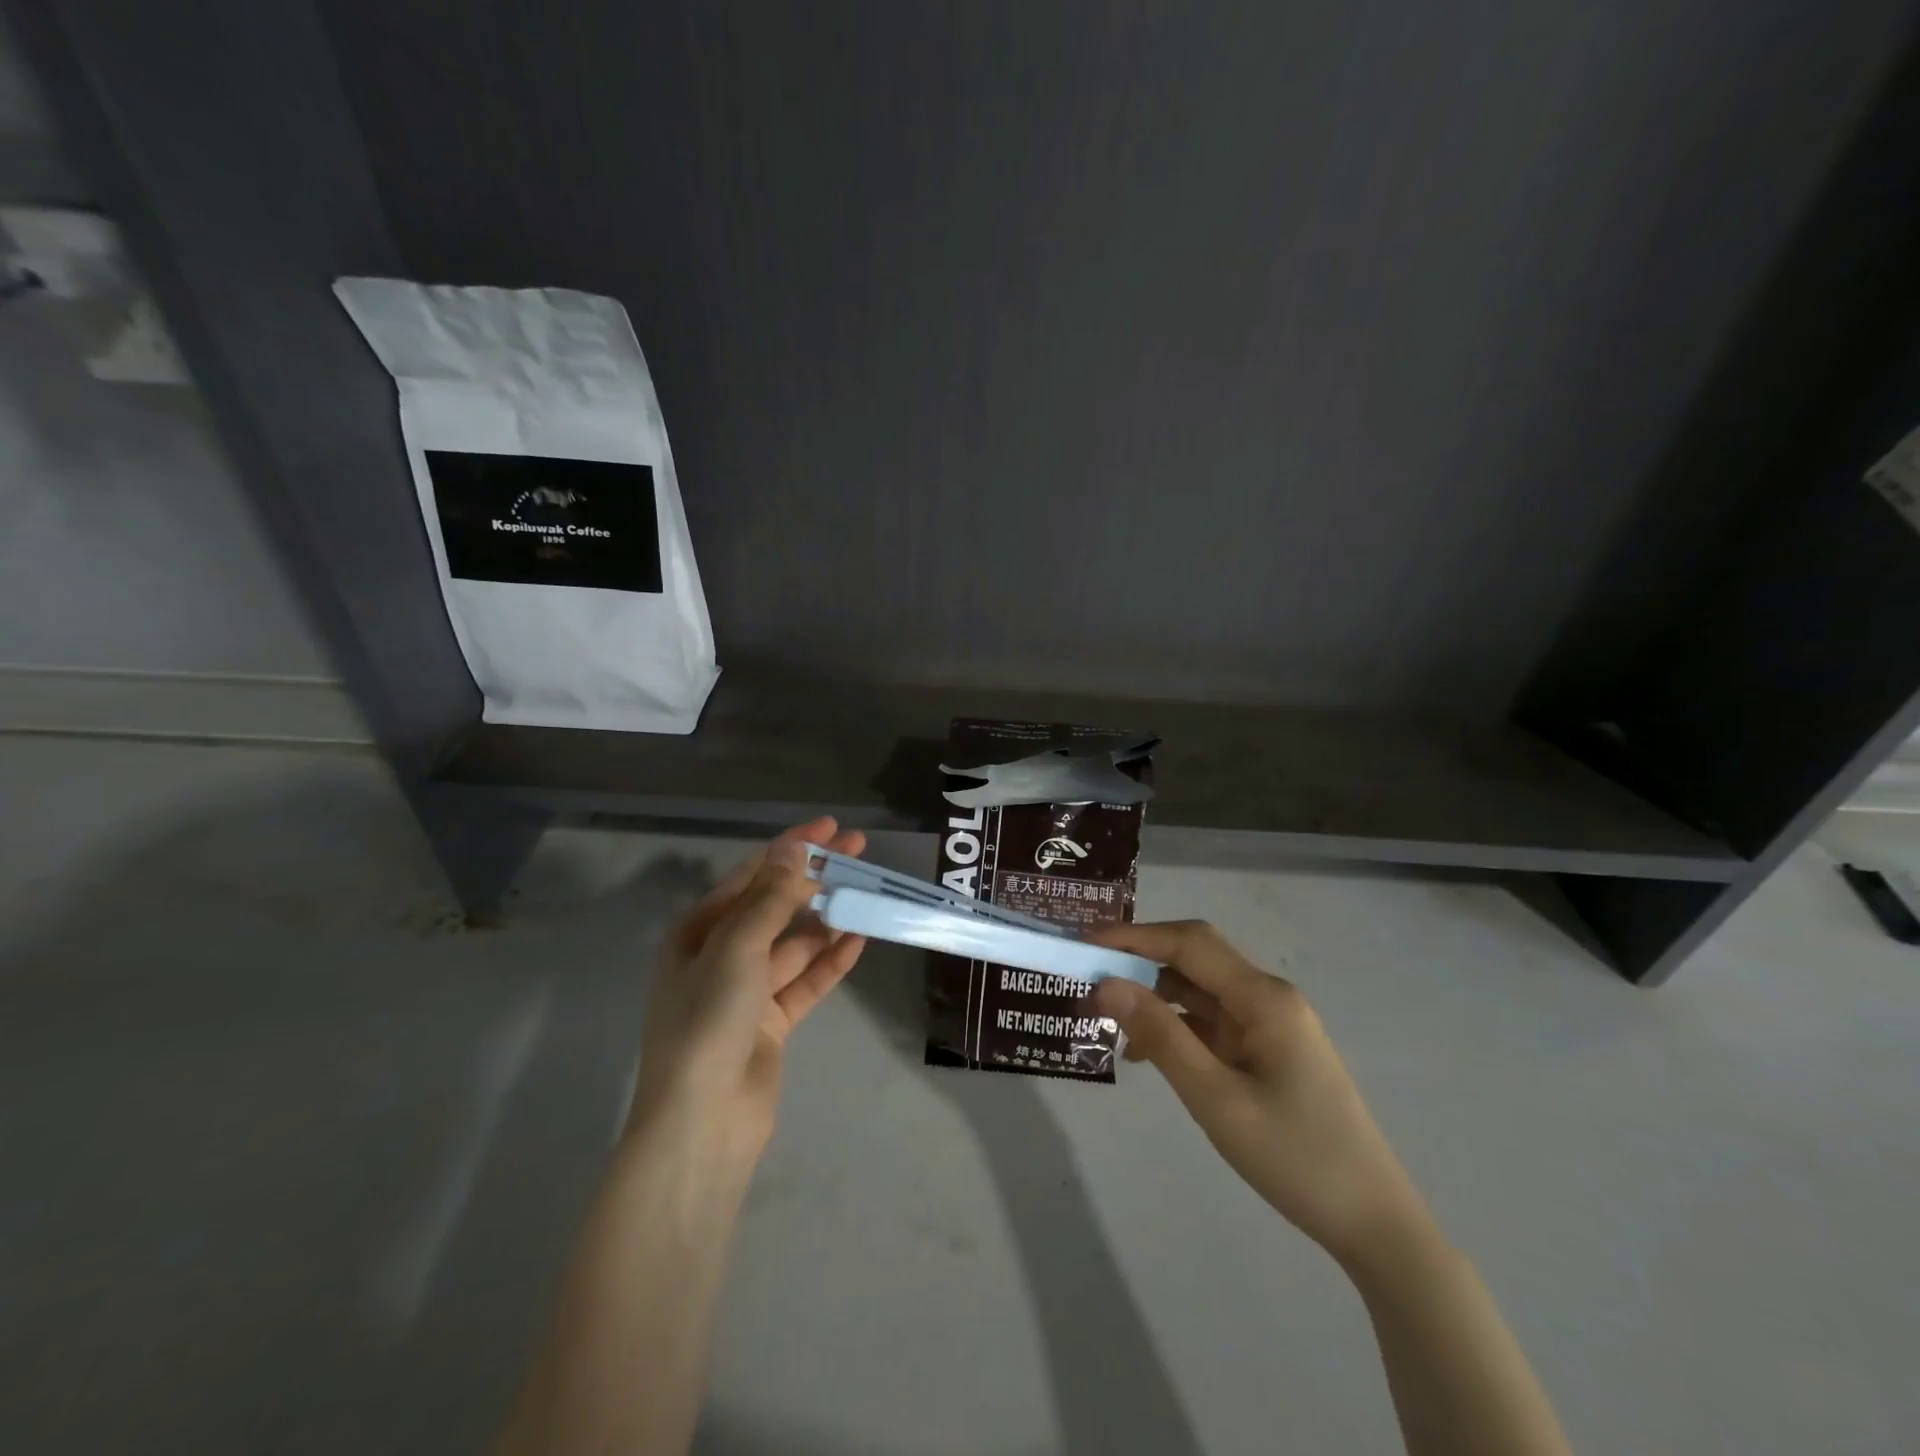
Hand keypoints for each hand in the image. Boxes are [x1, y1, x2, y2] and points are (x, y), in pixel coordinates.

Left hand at [629, 818, 867, 1161]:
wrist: (702, 1121)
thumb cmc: (709, 1020)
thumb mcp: (737, 947)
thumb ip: (770, 897)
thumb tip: (793, 846)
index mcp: (700, 930)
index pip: (753, 875)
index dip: (791, 847)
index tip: (831, 827)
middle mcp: (721, 954)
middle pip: (776, 905)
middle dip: (815, 878)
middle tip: (859, 851)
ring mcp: (747, 990)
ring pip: (795, 944)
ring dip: (827, 920)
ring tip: (866, 895)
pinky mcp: (771, 1023)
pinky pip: (806, 981)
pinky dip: (830, 961)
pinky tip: (859, 941)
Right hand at [1088, 921, 1425, 1269]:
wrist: (1373, 1223)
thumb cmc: (1295, 1157)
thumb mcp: (1215, 1098)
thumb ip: (1160, 1035)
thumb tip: (1106, 983)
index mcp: (1262, 997)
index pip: (1188, 944)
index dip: (1133, 936)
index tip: (1084, 944)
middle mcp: (1266, 996)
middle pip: (1193, 958)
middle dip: (1139, 960)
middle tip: (1088, 976)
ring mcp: (1269, 1023)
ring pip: (1199, 990)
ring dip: (1153, 996)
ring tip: (1107, 1016)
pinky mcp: (1267, 1049)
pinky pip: (1211, 1021)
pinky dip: (1175, 1026)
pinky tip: (1146, 1053)